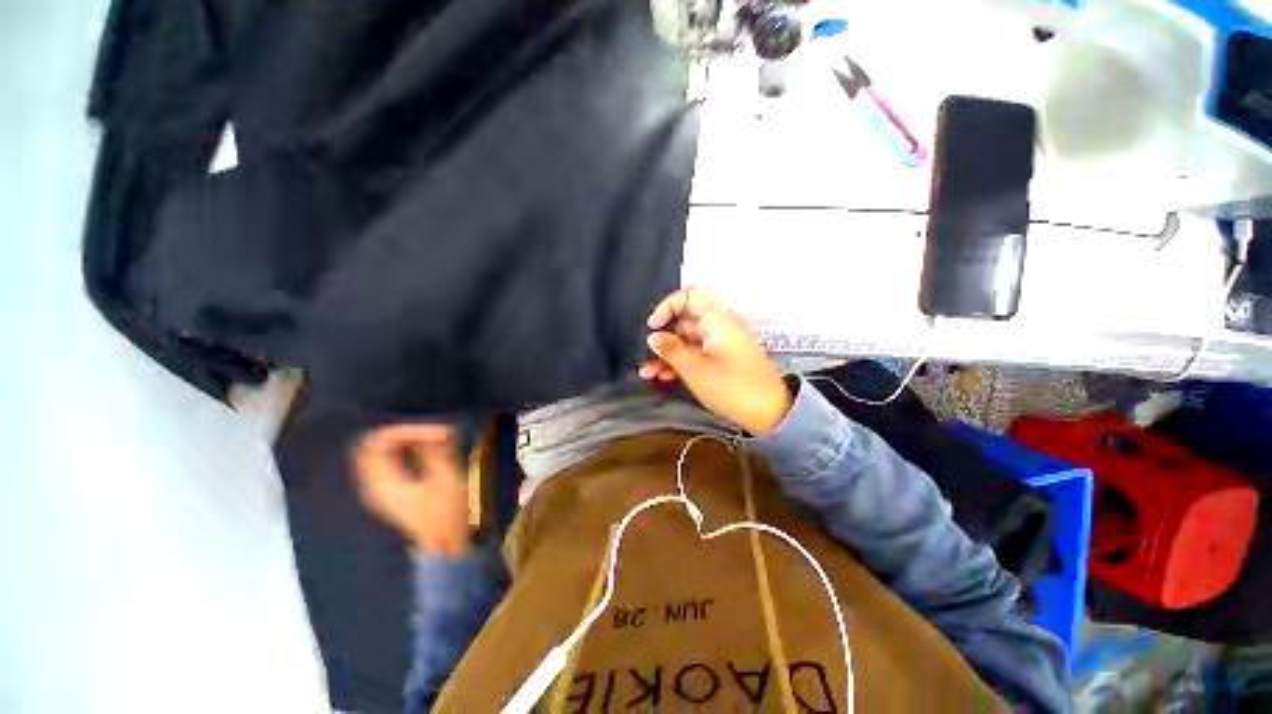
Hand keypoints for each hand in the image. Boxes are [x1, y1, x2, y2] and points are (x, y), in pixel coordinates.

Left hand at [354, 424, 470, 557]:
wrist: (443, 545)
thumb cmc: (446, 514)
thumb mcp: (445, 480)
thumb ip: (434, 452)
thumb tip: (431, 431)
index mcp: (383, 483)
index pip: (381, 442)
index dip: (409, 430)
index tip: (439, 433)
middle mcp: (373, 485)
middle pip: (371, 446)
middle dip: (401, 433)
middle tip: (430, 431)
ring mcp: (377, 490)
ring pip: (376, 454)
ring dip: (401, 441)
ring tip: (430, 438)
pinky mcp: (387, 493)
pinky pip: (383, 462)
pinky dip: (400, 450)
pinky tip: (422, 450)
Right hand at [640, 287, 791, 435]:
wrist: (771, 413)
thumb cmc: (732, 387)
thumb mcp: (695, 370)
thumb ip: (671, 350)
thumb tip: (653, 336)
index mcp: (718, 320)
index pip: (690, 295)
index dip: (667, 306)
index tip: (653, 327)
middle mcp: (721, 326)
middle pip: (686, 322)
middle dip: (663, 340)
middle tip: (645, 359)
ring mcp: (724, 343)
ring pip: (689, 341)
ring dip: (669, 355)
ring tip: (649, 374)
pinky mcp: (725, 359)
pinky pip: (699, 353)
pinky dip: (683, 362)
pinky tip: (666, 377)